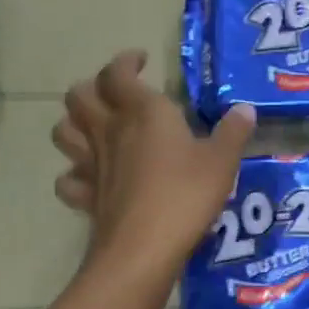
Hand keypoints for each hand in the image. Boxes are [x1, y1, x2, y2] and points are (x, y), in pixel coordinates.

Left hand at [52, 51, 255, 272]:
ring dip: (74, 122)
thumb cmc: (185, 194)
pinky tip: (91, 176)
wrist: (143, 248)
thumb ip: (233, 132)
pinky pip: (69, 178)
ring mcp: (92, 164)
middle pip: (79, 96)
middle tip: (117, 92)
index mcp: (143, 112)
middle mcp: (110, 130)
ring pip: (64, 131)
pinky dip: (75, 173)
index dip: (125, 62)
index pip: (118, 73)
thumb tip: (245, 110)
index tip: (141, 60)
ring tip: (97, 125)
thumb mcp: (222, 160)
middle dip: (93, 86)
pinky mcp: (86, 196)